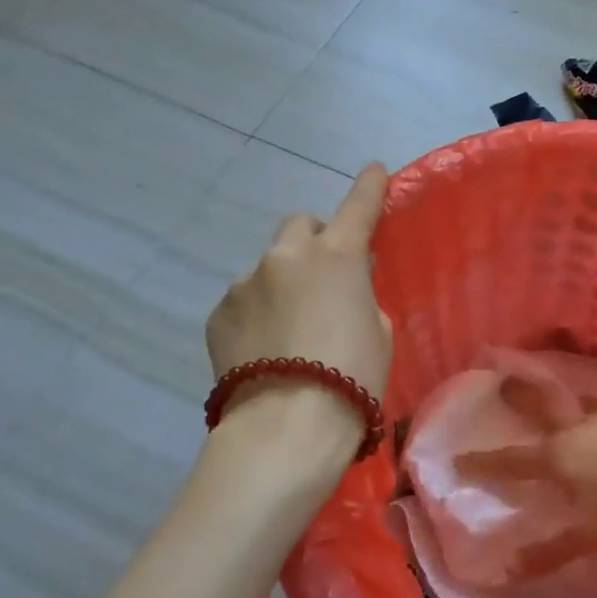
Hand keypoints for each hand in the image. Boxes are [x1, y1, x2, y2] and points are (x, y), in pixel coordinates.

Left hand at [205, 164, 393, 438]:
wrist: (286, 427)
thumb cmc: (352, 378)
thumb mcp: (378, 332)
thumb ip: (360, 296)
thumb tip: (343, 287)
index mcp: (336, 257)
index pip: (358, 207)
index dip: (369, 187)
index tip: (373, 170)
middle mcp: (287, 257)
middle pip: (300, 225)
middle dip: (315, 241)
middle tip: (324, 275)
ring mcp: (245, 282)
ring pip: (269, 268)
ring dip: (282, 284)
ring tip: (288, 330)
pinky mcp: (219, 313)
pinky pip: (244, 300)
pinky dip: (257, 313)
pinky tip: (263, 349)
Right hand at [456, 395, 596, 577]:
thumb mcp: (587, 531)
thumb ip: (549, 550)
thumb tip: (505, 570)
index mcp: (554, 458)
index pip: (510, 462)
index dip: (483, 464)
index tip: (457, 458)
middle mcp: (571, 431)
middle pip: (538, 415)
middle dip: (517, 403)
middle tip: (502, 385)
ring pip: (571, 412)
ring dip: (556, 407)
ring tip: (552, 401)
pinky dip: (595, 411)